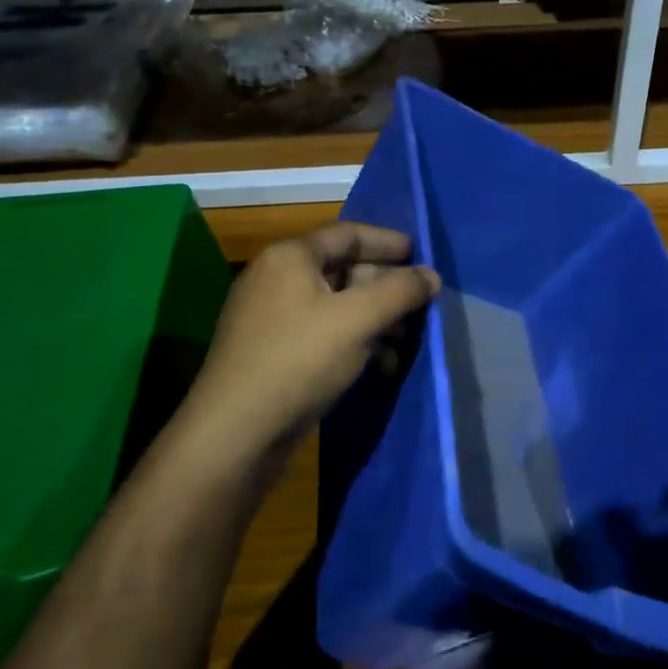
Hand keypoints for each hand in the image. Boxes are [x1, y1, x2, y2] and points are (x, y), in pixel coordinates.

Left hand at [182, 222, 439, 459]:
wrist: (235, 433)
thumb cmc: (299, 360)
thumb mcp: (358, 319)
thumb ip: (400, 291)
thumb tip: (431, 275)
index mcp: (290, 257)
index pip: (348, 234)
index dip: (388, 242)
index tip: (422, 255)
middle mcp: (276, 278)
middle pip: (342, 268)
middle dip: (385, 284)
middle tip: (421, 301)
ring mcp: (270, 317)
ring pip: (334, 304)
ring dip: (373, 315)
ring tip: (407, 336)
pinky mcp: (271, 352)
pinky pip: (321, 332)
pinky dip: (353, 339)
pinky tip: (379, 362)